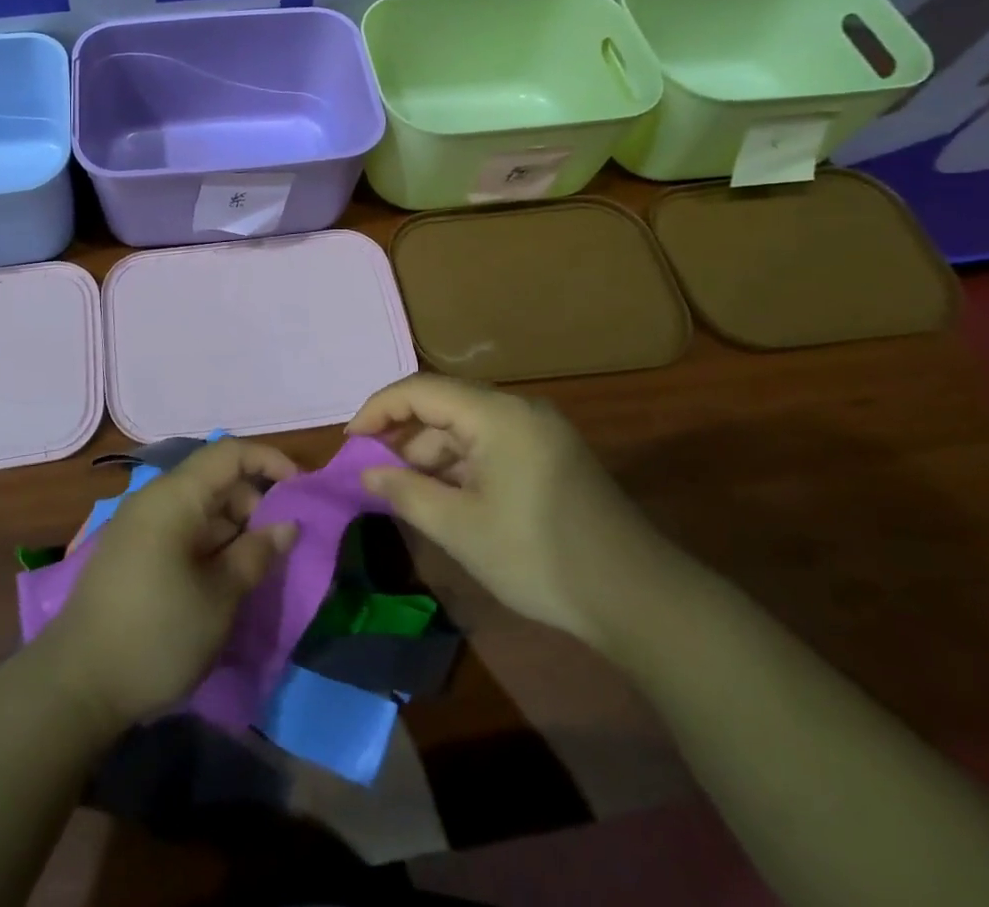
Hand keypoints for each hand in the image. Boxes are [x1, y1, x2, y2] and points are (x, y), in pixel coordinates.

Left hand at [39, 438, 298, 730]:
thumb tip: (287, 524)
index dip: (270, 461)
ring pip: (199, 508)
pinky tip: (224, 578)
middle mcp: (155, 499)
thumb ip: (256, 553)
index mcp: (175, 496)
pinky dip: (209, 543)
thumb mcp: (219, 597)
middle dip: (255, 503)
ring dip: (233, 528)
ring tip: (258, 567)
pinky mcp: (132, 552)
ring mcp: (139, 525)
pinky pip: (181, 530)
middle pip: (215, 480)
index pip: (230, 453)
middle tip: (282, 544)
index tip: (303, 490)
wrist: (76, 685)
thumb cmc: (157, 634)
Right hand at [349, 375, 671, 646]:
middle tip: (373, 470)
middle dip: (404, 435)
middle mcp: (519, 409)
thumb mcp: (460, 527)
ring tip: (407, 491)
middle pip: (444, 405)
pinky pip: (492, 444)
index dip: (378, 410)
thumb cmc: (538, 556)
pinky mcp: (552, 455)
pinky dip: (462, 464)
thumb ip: (405, 491)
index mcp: (497, 414)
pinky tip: (448, 497)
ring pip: (468, 426)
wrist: (638, 599)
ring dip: (433, 453)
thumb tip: (367, 471)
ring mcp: (540, 431)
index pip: (420, 390)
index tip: (350, 442)